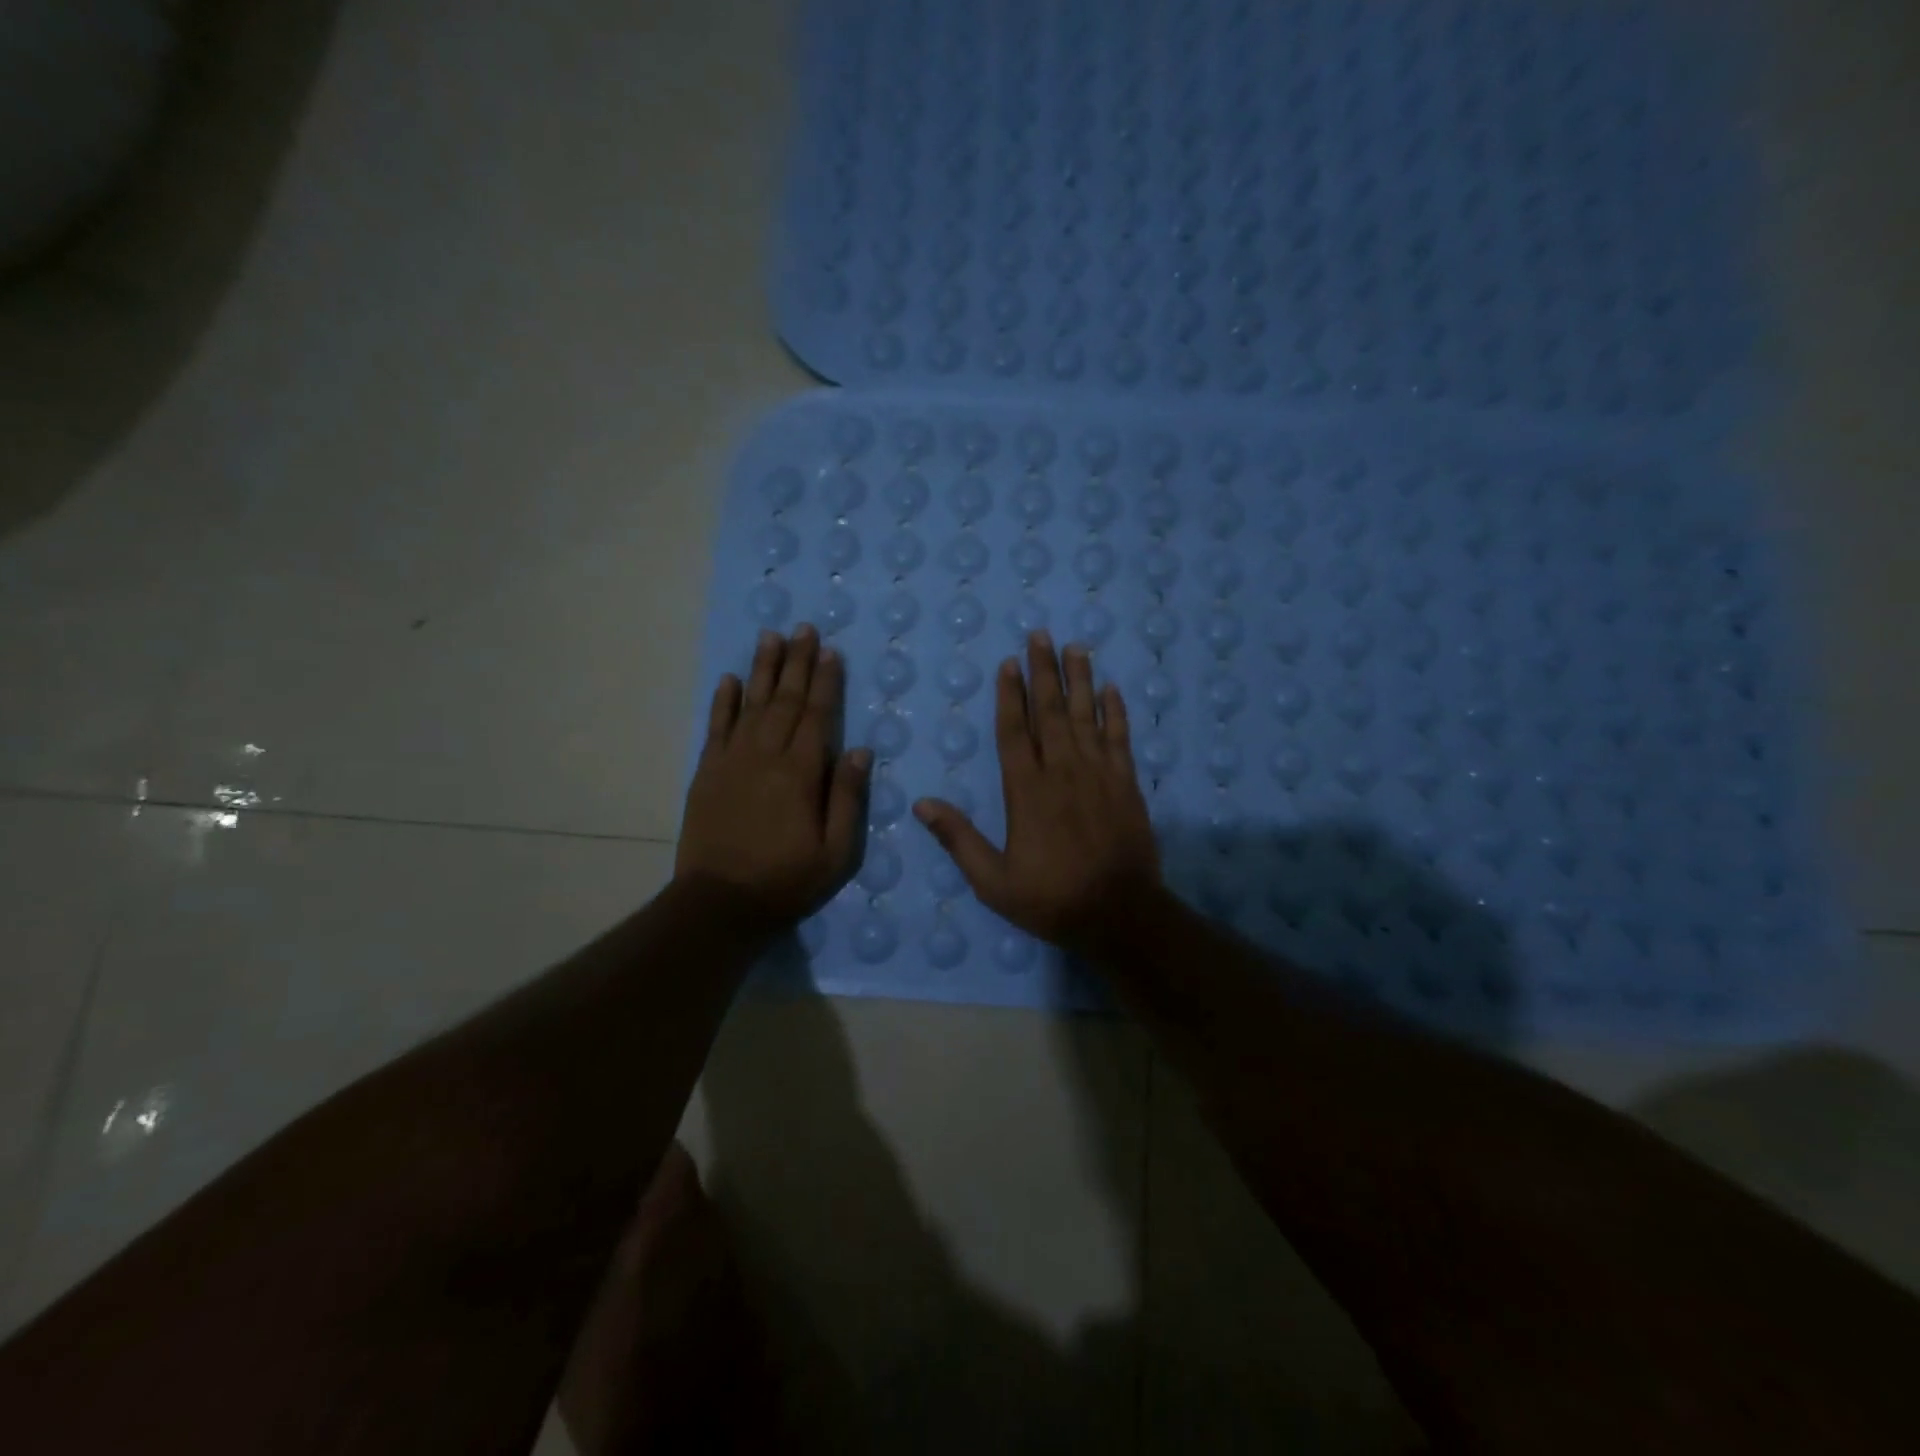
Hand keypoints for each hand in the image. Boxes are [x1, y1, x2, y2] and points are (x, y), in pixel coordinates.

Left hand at [676, 626, 869, 924]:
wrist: (719, 904)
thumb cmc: (786, 880)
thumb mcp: (836, 852)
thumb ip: (848, 798)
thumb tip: (859, 750)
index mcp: (801, 773)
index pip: (818, 715)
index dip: (826, 682)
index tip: (831, 651)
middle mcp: (766, 756)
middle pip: (786, 700)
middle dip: (797, 662)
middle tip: (804, 629)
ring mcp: (732, 761)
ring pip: (751, 704)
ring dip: (762, 669)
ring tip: (771, 637)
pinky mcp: (707, 772)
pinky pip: (716, 727)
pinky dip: (723, 701)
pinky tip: (730, 679)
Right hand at [913, 632, 1159, 949]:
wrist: (1120, 915)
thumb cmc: (1051, 899)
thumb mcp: (993, 881)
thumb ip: (958, 839)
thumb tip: (921, 804)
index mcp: (1026, 791)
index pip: (1014, 731)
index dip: (1011, 696)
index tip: (1009, 663)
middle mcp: (1062, 772)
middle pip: (1051, 712)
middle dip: (1044, 672)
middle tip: (1041, 635)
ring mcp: (1099, 774)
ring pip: (1086, 716)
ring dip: (1079, 680)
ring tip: (1075, 647)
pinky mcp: (1127, 784)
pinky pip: (1120, 738)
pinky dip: (1116, 712)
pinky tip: (1111, 689)